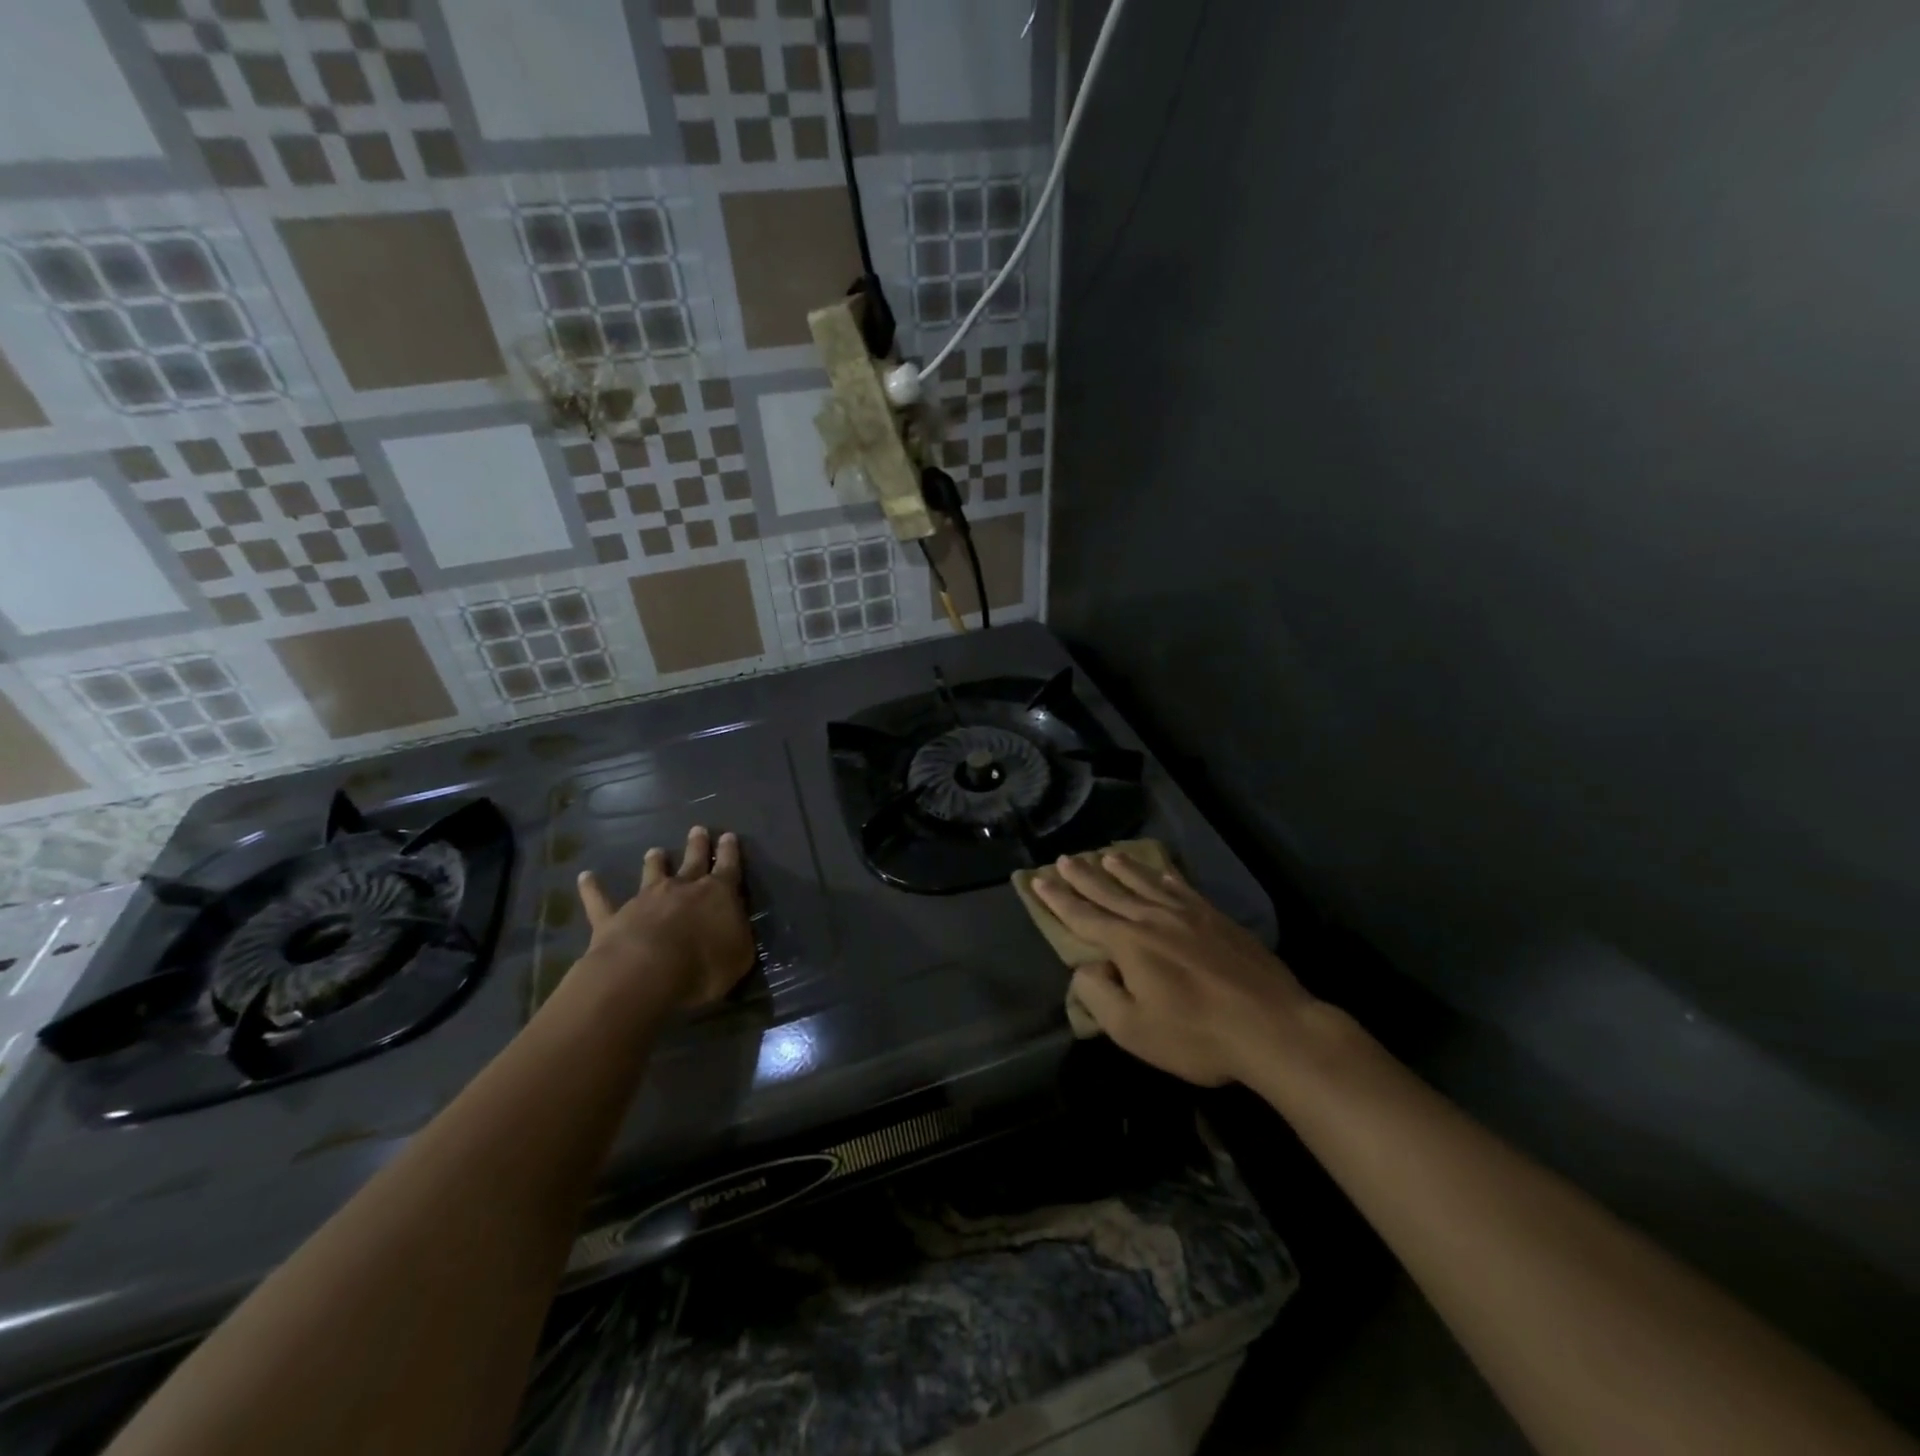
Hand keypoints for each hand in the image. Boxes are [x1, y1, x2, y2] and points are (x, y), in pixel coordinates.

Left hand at [572, 826, 754, 1011]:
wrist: (647, 972)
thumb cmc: (703, 965)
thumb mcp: (740, 955)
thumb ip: (739, 934)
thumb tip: (735, 923)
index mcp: (717, 894)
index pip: (728, 867)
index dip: (729, 852)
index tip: (728, 836)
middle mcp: (682, 888)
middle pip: (692, 861)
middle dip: (697, 845)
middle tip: (697, 829)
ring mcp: (646, 900)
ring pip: (651, 873)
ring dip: (653, 862)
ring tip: (654, 851)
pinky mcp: (614, 918)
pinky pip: (600, 900)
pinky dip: (592, 888)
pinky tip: (585, 877)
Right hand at [1031, 853, 1317, 1086]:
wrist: (1272, 1026)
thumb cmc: (1197, 1036)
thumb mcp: (1134, 1030)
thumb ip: (1100, 996)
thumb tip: (1086, 968)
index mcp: (1128, 944)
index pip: (1084, 916)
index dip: (1059, 899)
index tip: (1039, 880)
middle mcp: (1153, 919)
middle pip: (1110, 891)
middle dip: (1084, 875)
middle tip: (1065, 858)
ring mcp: (1188, 915)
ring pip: (1145, 883)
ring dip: (1122, 869)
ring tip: (1106, 855)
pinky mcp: (1217, 919)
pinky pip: (1181, 888)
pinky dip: (1164, 877)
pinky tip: (1161, 872)